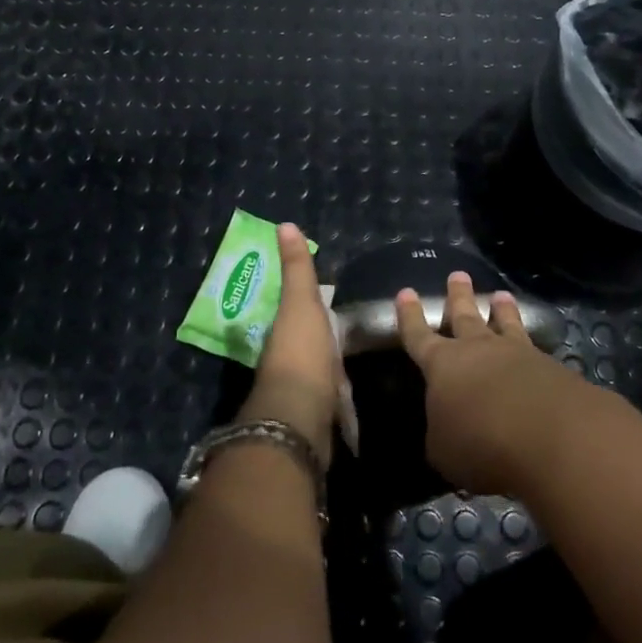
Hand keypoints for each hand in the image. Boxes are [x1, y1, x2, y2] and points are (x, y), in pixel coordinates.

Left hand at [242, 223, 347, 466]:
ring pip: (319, 370)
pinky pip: (332, 399)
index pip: (295, 311)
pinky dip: (341, 398)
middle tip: (345, 326)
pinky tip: (357, 398)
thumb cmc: (301, 353)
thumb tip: (284, 224)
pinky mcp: (321, 416)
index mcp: (284, 331)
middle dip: (320, 335)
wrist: (302, 418)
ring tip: (355, 358)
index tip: (324, 294)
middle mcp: (288, 359)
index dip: (306, 301)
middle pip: (306, 341)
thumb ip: (296, 269)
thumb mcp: (300, 303)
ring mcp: (303, 390)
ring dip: (331, 367)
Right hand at [395, 271, 595, 496]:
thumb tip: (447, 428)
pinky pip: (534, 348)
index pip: (418, 335)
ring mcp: (517, 354)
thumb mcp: (444, 450)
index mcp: (442, 364)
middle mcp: (478, 349)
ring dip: (502, 310)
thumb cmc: (480, 441)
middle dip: (458, 296)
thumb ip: (442, 433)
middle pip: (465, 316)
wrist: (549, 434)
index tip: (406, 292)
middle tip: (458, 275)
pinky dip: (531, 343)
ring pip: (505, 323)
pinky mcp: (550, 367)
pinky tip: (536, 347)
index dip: (410, 316)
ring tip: (501, 295)